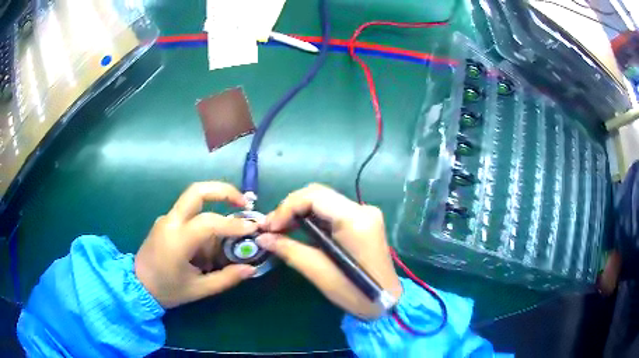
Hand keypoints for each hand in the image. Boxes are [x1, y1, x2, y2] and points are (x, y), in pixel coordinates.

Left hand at [135, 182, 257, 308]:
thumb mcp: (199, 289)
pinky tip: (206, 246)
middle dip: (224, 191)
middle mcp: (170, 221)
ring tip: (226, 239)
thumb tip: (251, 269)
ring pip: (194, 201)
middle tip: (243, 201)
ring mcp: (166, 219)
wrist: (137, 286)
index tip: (253, 228)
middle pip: (197, 191)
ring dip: (215, 211)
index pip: (210, 222)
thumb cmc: (167, 290)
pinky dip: (203, 223)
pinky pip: (188, 214)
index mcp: (177, 240)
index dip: (234, 224)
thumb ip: (226, 278)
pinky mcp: (165, 221)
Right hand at [257, 184, 401, 318]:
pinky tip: (298, 230)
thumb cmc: (355, 293)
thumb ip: (289, 250)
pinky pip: (331, 211)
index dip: (286, 207)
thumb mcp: (319, 273)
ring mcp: (365, 213)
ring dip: (299, 212)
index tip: (269, 227)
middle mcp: (362, 209)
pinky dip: (312, 218)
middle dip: (290, 208)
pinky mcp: (363, 221)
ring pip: (323, 201)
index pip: (314, 196)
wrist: (386, 302)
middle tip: (271, 228)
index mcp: (355, 220)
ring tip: (279, 229)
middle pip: (318, 194)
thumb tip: (263, 237)